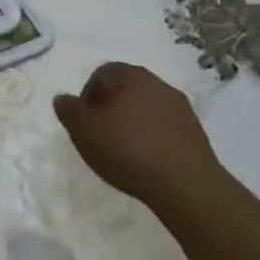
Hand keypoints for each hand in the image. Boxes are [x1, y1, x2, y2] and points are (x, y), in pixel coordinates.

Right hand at [53, 62, 221, 206]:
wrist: (186, 185)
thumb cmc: (128, 150)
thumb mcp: (84, 131)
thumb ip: (69, 111)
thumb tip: (63, 99)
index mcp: (131, 76)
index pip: (102, 74)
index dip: (87, 95)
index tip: (83, 121)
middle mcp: (158, 84)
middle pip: (126, 89)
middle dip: (110, 108)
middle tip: (100, 134)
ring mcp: (181, 108)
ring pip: (147, 108)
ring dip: (133, 123)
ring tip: (123, 150)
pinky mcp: (196, 133)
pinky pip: (165, 128)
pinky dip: (152, 138)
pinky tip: (146, 161)